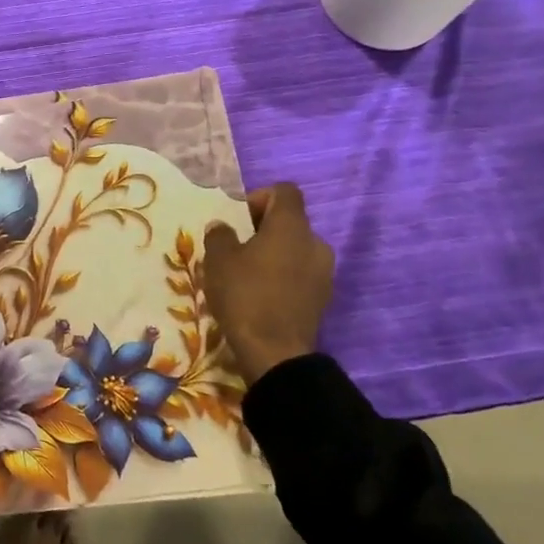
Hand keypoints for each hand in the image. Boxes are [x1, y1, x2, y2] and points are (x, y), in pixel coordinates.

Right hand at [202, 184, 334, 379]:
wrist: (275, 352)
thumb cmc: (245, 296)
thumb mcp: (218, 261)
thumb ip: (219, 235)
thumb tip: (222, 227)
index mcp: (291, 226)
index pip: (285, 191)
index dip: (260, 197)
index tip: (239, 219)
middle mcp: (315, 242)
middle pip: (290, 221)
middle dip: (264, 229)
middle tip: (237, 248)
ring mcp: (324, 271)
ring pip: (296, 249)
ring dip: (275, 254)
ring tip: (248, 274)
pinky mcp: (323, 297)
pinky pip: (302, 273)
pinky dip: (284, 276)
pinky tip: (262, 295)